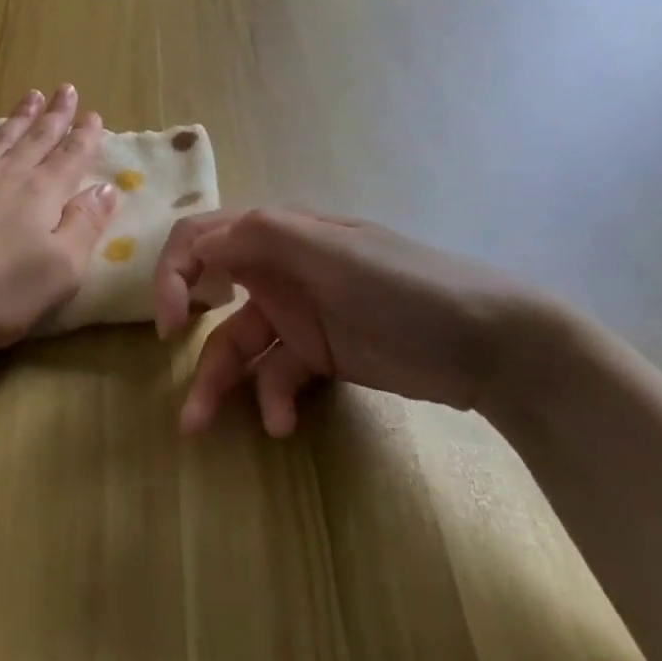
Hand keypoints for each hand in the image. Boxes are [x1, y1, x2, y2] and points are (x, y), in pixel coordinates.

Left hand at [0, 87, 117, 361]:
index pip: (70, 158)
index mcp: (41, 195)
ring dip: (15, 118)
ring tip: (29, 96)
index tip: (94, 113)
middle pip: (35, 140)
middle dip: (54, 116)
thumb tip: (106, 188)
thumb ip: (85, 226)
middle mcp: (4, 177)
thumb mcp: (60, 271)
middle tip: (65, 89)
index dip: (85, 137)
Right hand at [152, 208, 570, 436]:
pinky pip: (277, 373)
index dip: (173, 271)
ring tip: (199, 428)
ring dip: (218, 381)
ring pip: (239, 342)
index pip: (203, 237)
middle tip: (168, 355)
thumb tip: (199, 245)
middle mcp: (281, 268)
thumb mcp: (332, 254)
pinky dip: (272, 398)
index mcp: (279, 233)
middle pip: (211, 289)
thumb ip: (262, 238)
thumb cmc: (405, 288)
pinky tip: (283, 425)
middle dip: (183, 322)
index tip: (168, 321)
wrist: (493, 346)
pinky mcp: (321, 355)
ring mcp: (301, 314)